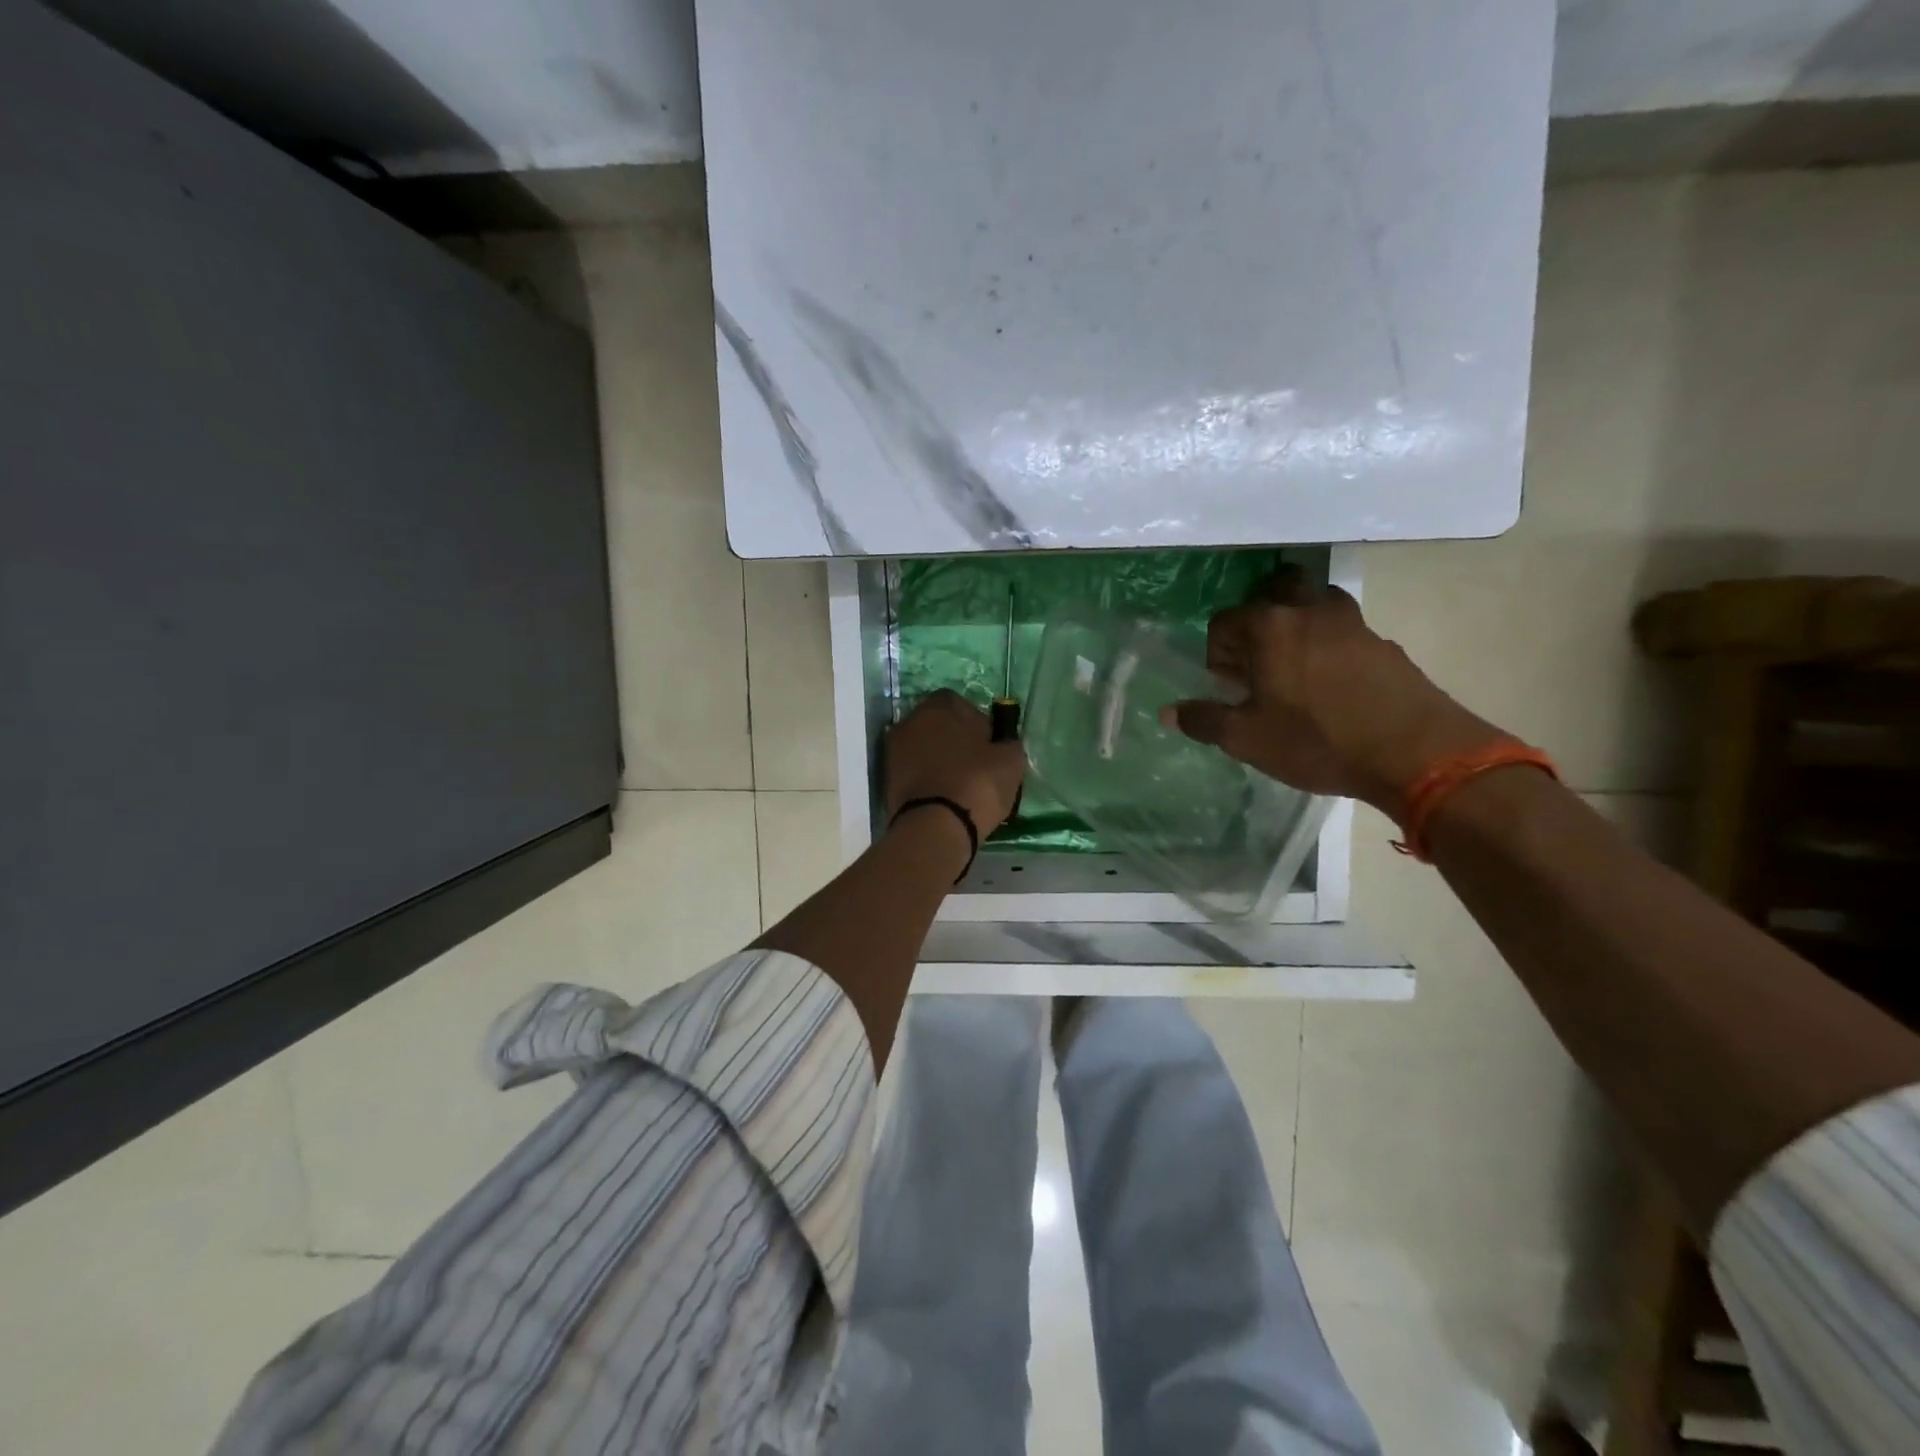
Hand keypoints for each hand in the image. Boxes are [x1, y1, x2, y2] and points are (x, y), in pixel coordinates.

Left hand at [884, 690, 1027, 837]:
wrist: (935, 826)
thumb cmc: (977, 783)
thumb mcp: (1011, 761)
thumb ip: (1007, 743)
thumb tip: (1002, 744)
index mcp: (941, 705)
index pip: (962, 704)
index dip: (977, 723)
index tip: (989, 746)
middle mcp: (912, 720)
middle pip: (938, 725)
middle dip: (954, 740)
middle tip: (975, 765)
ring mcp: (895, 749)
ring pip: (924, 749)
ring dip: (938, 761)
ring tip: (959, 785)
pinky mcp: (887, 778)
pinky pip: (914, 772)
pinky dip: (926, 779)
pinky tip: (943, 797)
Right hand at [1162, 570, 1501, 819]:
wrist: (1415, 754)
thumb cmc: (1317, 741)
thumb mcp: (1248, 740)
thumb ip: (1204, 720)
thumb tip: (1168, 712)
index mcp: (1269, 628)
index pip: (1224, 620)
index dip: (1217, 652)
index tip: (1227, 685)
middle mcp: (1309, 611)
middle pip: (1276, 591)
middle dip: (1259, 619)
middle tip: (1259, 661)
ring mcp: (1353, 623)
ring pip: (1316, 604)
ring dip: (1299, 623)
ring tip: (1295, 667)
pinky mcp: (1384, 644)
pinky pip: (1346, 632)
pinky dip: (1331, 645)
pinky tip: (1334, 686)